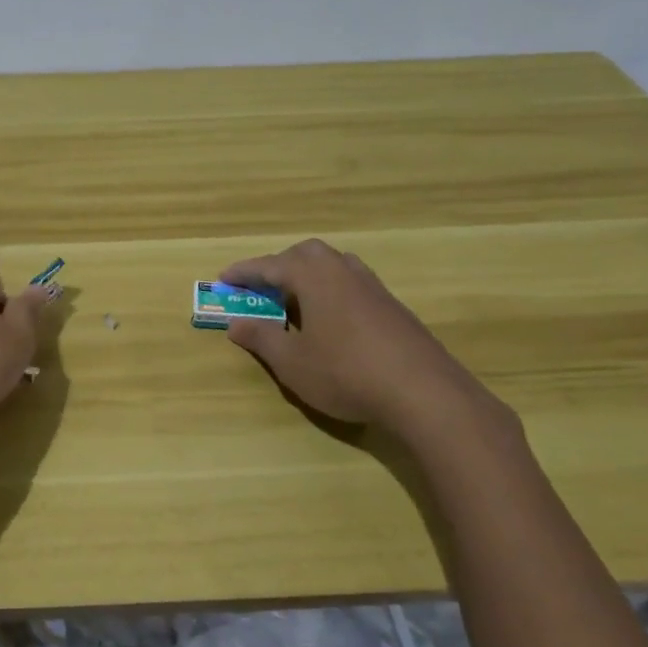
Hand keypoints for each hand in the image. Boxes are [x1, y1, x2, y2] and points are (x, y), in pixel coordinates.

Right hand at [217, 239, 518, 448]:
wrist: (424, 392)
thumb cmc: (346, 372)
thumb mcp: (292, 362)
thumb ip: (261, 338)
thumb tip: (236, 323)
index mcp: (313, 276)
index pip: (270, 265)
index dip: (244, 273)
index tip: (223, 279)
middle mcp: (342, 270)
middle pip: (305, 255)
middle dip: (280, 266)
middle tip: (262, 288)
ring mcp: (372, 286)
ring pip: (333, 266)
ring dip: (309, 276)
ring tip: (296, 301)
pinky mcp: (392, 306)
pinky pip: (352, 284)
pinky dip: (332, 291)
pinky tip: (332, 320)